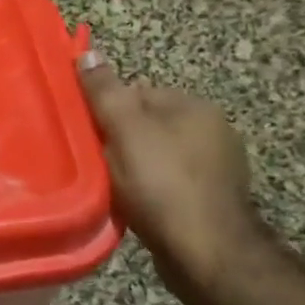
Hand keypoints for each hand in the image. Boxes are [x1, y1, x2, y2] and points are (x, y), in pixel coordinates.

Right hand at [77, 54, 258, 287]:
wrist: (206, 252)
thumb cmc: (162, 184)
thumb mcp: (125, 131)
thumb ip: (105, 92)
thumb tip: (88, 52)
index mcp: (194, 106)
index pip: (138, 91)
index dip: (108, 110)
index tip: (88, 134)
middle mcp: (212, 130)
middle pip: (147, 125)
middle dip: (120, 140)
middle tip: (96, 163)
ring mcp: (216, 167)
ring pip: (156, 156)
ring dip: (134, 168)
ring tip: (112, 188)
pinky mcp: (211, 200)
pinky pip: (169, 184)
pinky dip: (150, 191)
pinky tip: (136, 206)